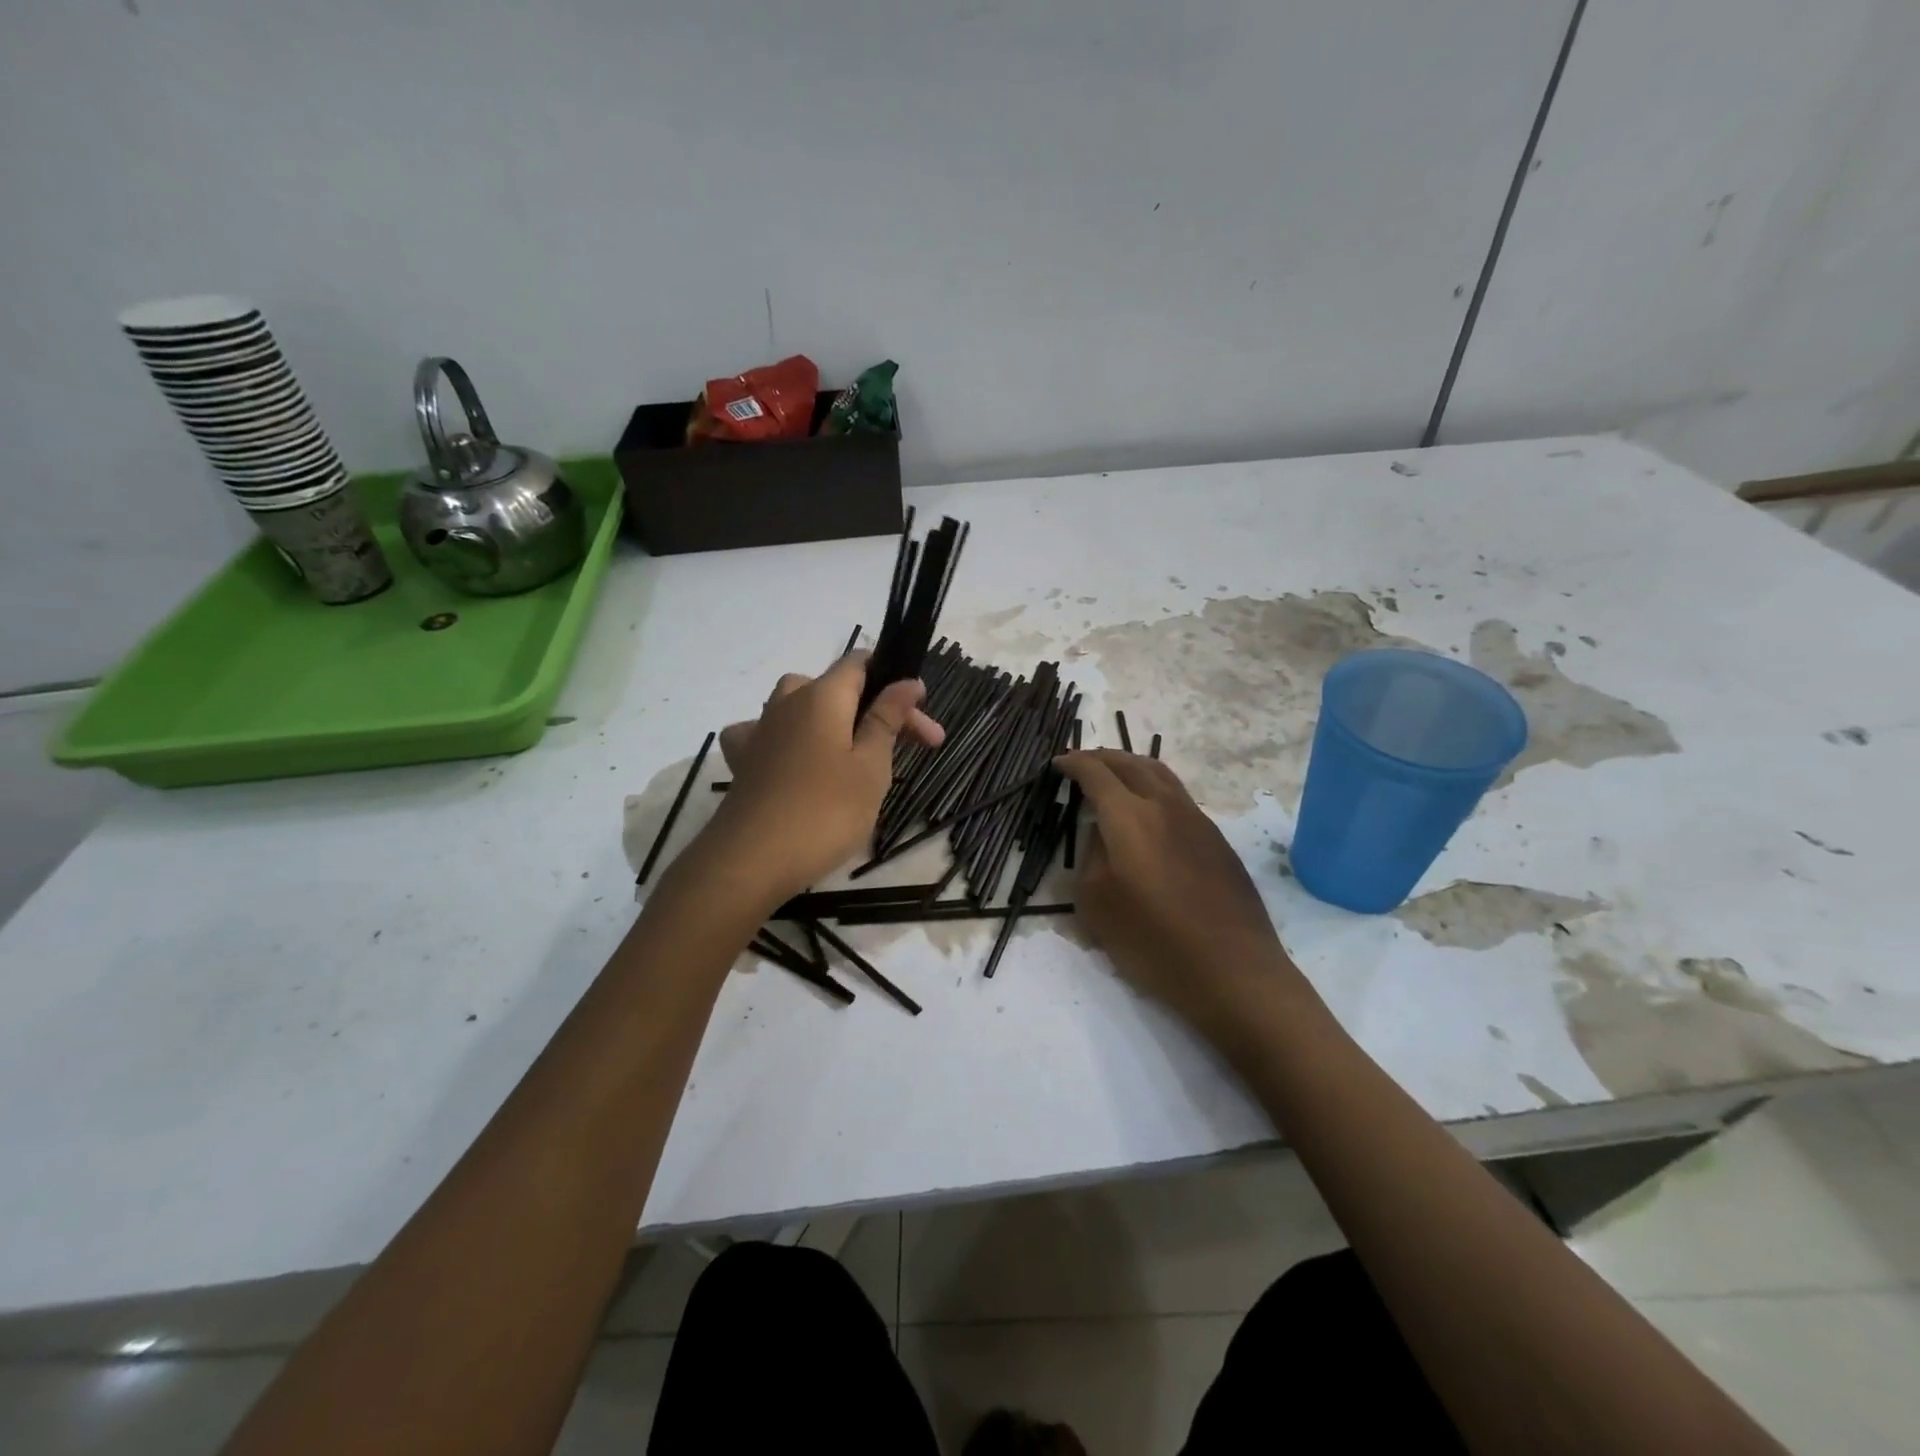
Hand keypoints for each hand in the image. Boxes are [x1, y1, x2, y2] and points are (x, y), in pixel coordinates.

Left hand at [683, 653, 943, 907]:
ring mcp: (760, 730)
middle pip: (836, 688)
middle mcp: (787, 702)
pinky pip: (767, 733)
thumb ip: (887, 718)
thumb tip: (907, 681)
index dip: (893, 679)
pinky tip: (792, 758)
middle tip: (912, 747)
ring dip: (835, 724)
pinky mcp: (743, 760)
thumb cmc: (825, 811)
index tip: (920, 711)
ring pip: (801, 707)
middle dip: (875, 710)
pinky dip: (787, 738)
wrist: (752, 860)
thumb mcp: (871, 765)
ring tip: (856, 754)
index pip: (859, 662)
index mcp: (822, 695)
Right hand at [1056, 749, 1302, 1036]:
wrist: (1233, 970)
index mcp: (1130, 816)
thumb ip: (1092, 857)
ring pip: (1161, 774)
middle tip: (1082, 761)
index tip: (1058, 764)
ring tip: (1115, 774)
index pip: (1096, 773)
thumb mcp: (1096, 904)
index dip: (1074, 764)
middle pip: (1131, 763)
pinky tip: (1149, 810)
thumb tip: (1103, 834)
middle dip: (1102, 757)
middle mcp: (1165, 806)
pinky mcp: (1217, 840)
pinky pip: (1178, 796)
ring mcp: (1197, 820)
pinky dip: (1154, 787)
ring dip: (1132, 766)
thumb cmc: (1153, 941)